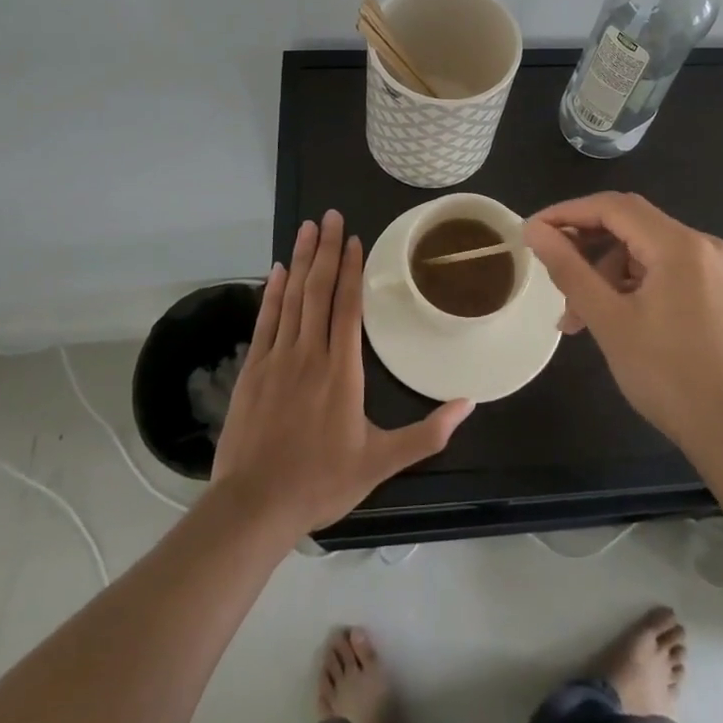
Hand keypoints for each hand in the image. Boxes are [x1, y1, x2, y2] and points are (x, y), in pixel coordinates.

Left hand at [212, 210, 473, 536]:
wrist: (255, 506)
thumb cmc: (321, 481)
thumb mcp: (381, 462)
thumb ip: (427, 433)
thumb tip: (469, 404)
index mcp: (341, 371)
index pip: (347, 307)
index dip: (351, 269)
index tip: (353, 238)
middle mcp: (309, 354)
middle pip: (318, 290)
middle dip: (324, 250)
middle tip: (329, 216)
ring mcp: (277, 359)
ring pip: (291, 298)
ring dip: (299, 260)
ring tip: (305, 228)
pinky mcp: (253, 370)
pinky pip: (265, 321)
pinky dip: (271, 293)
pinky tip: (276, 271)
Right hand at [523, 192, 722, 467]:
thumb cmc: (672, 378)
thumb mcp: (610, 321)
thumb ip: (569, 270)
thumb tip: (535, 230)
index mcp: (679, 245)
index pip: (612, 206)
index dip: (567, 213)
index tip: (531, 232)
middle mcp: (703, 245)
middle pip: (631, 225)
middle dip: (586, 246)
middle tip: (552, 274)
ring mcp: (717, 270)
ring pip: (647, 252)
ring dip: (607, 274)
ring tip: (579, 318)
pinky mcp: (722, 294)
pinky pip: (667, 272)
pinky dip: (634, 287)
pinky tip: (616, 320)